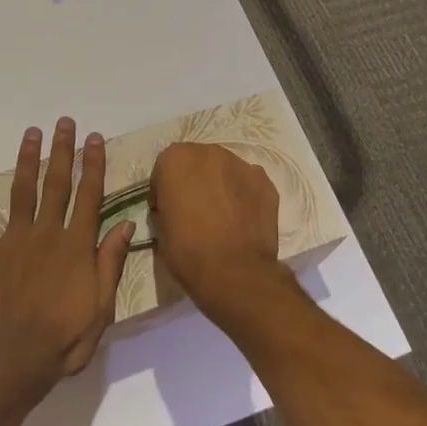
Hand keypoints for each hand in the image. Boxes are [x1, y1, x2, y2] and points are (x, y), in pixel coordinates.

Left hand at [0, 117, 135, 389]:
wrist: (13, 357)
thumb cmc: (63, 337)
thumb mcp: (102, 306)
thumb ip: (111, 262)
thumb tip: (127, 224)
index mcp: (76, 245)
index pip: (89, 195)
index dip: (93, 165)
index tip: (95, 138)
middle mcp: (46, 233)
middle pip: (56, 183)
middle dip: (62, 151)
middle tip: (64, 122)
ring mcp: (14, 239)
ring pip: (23, 189)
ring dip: (27, 158)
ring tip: (32, 132)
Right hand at [150, 142, 282, 317]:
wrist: (234, 273)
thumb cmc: (187, 250)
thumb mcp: (160, 227)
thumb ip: (166, 204)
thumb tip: (175, 207)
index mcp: (176, 159)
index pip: (165, 167)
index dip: (165, 189)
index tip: (167, 209)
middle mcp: (209, 152)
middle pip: (198, 162)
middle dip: (195, 180)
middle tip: (195, 209)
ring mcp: (242, 165)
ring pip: (225, 171)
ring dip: (220, 185)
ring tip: (222, 215)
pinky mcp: (266, 183)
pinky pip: (248, 184)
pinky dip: (244, 196)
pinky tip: (241, 220)